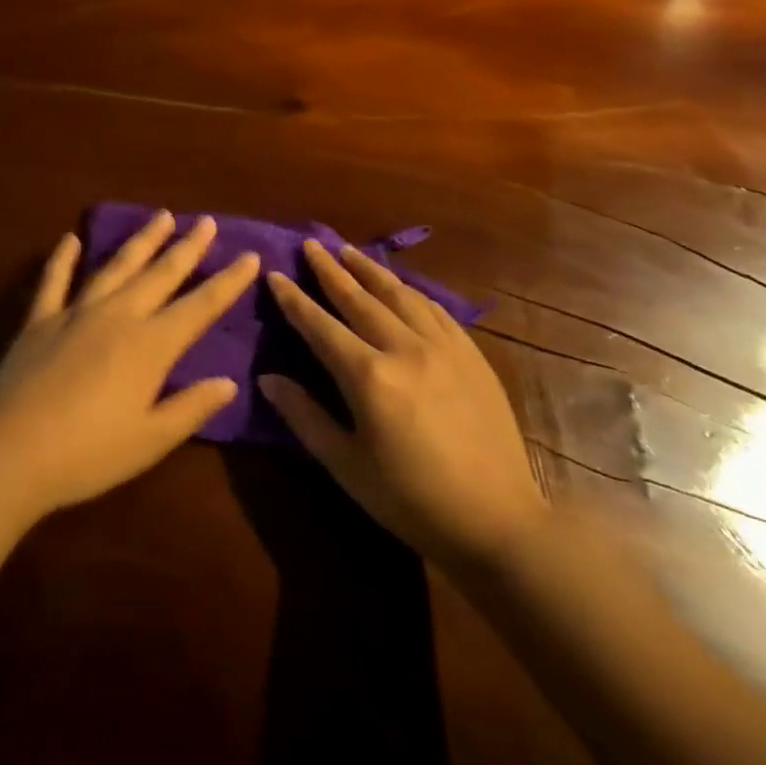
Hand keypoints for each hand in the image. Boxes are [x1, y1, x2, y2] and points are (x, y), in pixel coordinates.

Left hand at [0, 211, 260, 517]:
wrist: (10, 451)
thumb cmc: (88, 455)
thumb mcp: (150, 441)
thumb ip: (190, 407)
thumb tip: (228, 382)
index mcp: (150, 345)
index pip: (199, 306)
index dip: (228, 281)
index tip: (250, 256)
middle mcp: (117, 316)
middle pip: (160, 274)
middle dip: (187, 247)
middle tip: (206, 221)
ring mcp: (75, 312)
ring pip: (115, 265)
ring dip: (140, 240)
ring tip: (160, 216)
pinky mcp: (40, 319)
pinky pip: (54, 280)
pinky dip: (63, 258)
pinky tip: (70, 238)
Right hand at [259, 241, 547, 572]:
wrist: (498, 520)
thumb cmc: (411, 500)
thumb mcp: (346, 465)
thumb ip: (304, 416)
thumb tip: (267, 378)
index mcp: (368, 376)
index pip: (319, 325)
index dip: (294, 299)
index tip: (275, 274)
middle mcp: (404, 348)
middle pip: (358, 298)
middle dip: (330, 269)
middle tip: (311, 244)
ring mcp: (442, 347)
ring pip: (398, 294)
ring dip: (370, 270)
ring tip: (348, 250)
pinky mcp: (470, 354)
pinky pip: (434, 309)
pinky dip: (410, 290)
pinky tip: (400, 285)